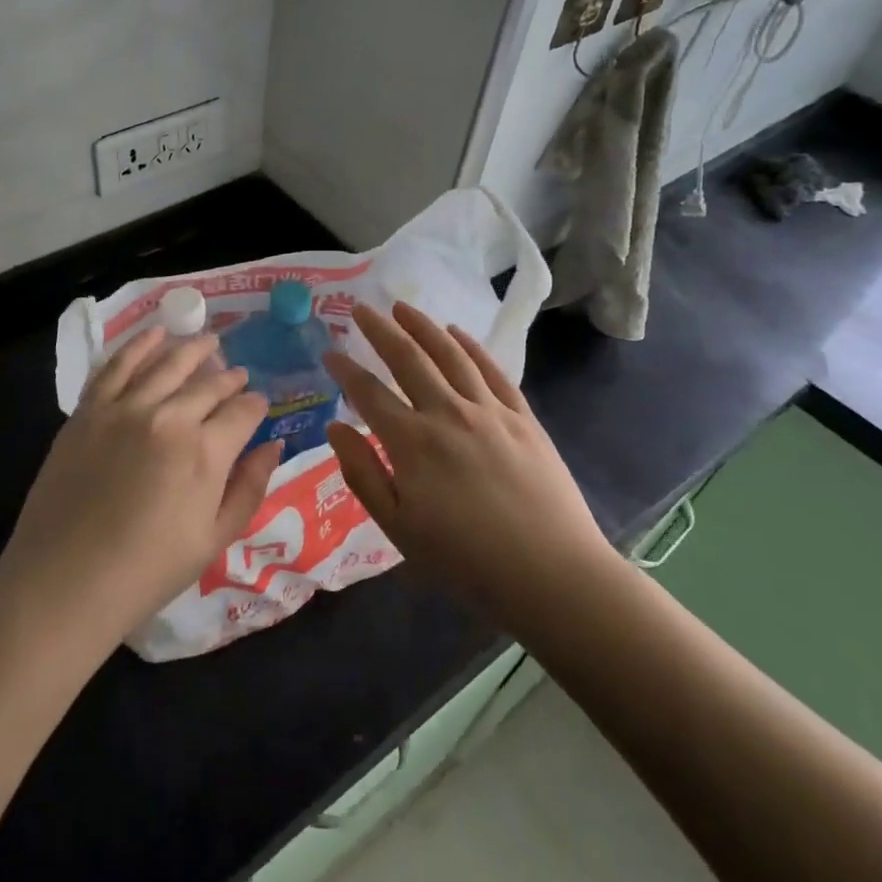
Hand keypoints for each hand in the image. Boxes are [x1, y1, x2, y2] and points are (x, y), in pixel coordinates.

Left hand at [0, 327, 280, 650]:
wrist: (65, 581)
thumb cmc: (148, 571)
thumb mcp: (214, 540)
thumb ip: (250, 488)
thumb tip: (275, 445)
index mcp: (206, 452)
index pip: (243, 412)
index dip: (256, 406)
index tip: (259, 405)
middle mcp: (169, 417)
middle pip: (208, 384)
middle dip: (229, 378)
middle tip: (237, 375)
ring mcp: (125, 408)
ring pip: (167, 363)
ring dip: (192, 349)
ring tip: (208, 341)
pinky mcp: (89, 410)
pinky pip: (118, 366)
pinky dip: (139, 345)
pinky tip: (154, 334)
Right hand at [322, 302, 614, 628]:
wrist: (552, 574)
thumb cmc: (466, 560)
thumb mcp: (399, 528)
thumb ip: (363, 474)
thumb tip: (335, 428)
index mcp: (412, 442)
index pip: (368, 393)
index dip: (345, 370)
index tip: (329, 352)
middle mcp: (447, 413)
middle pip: (407, 358)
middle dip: (379, 330)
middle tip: (361, 308)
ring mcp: (489, 410)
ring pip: (449, 354)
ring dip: (422, 326)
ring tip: (402, 307)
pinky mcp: (522, 416)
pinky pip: (492, 369)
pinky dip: (470, 346)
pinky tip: (456, 333)